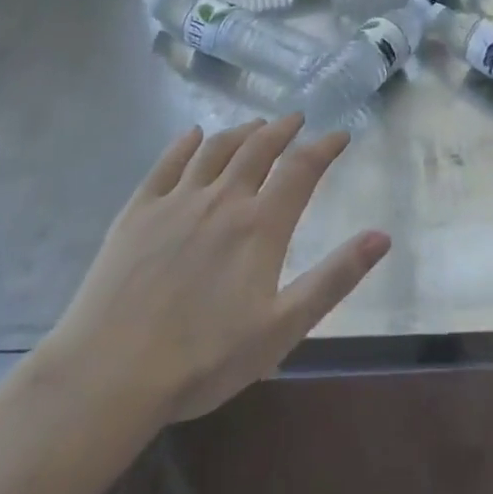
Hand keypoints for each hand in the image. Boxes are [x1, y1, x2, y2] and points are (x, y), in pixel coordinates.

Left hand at [31, 116, 389, 432]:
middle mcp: (222, 200)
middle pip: (258, 149)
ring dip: (241, 131)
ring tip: (255, 124)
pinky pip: (166, 164)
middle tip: (297, 119)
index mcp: (260, 226)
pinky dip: (185, 143)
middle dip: (282, 129)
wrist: (110, 374)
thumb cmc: (204, 359)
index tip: (341, 134)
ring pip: (215, 150)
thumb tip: (382, 236)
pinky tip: (192, 134)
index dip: (325, 147)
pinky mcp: (137, 212)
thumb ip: (335, 278)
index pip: (301, 170)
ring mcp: (176, 201)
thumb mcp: (283, 328)